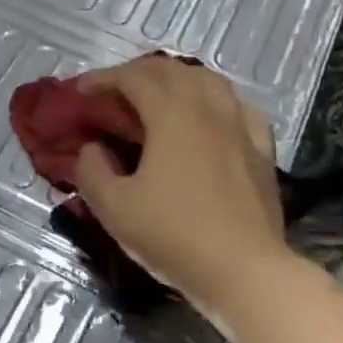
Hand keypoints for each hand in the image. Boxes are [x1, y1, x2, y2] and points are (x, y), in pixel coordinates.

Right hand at [72, 54, 286, 321]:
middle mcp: (208, 107)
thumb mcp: (114, 208)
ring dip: (178, 79)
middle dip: (137, 73)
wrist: (244, 272)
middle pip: (172, 70)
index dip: (103, 78)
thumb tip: (92, 148)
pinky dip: (216, 101)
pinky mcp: (262, 149)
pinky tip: (211, 117)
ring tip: (159, 96)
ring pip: (209, 81)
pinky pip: (238, 107)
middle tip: (113, 92)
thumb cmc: (174, 236)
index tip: (80, 90)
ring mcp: (240, 126)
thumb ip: (92, 171)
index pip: (133, 78)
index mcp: (171, 113)